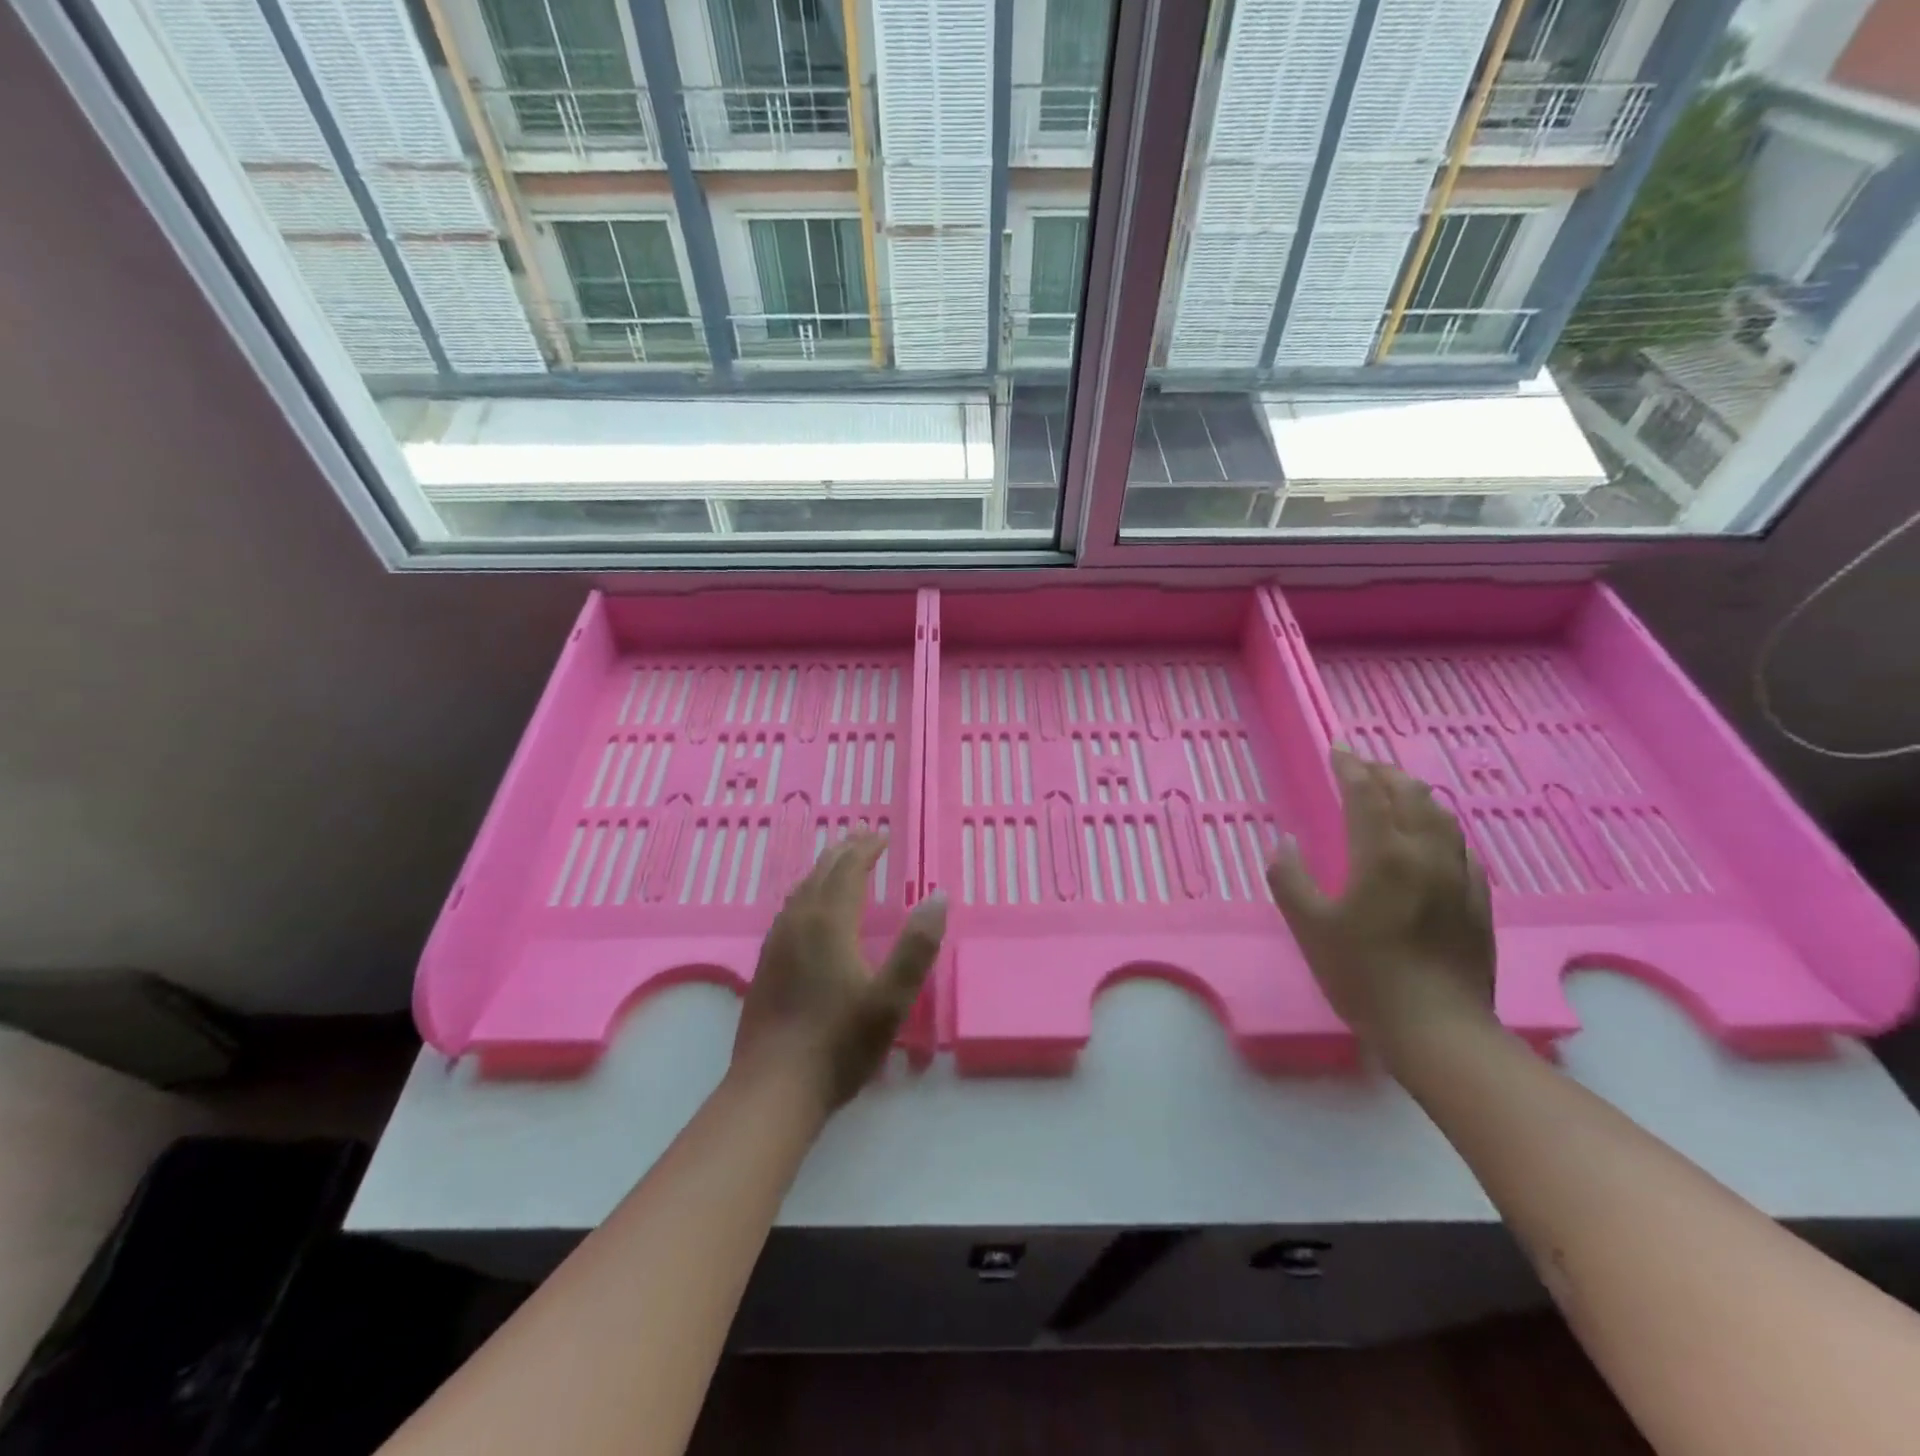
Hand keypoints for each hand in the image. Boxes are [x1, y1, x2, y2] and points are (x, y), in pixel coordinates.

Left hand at [732, 832, 946, 1115]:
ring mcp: (776, 943)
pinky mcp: (765, 965)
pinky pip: (789, 910)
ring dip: (823, 869)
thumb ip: (917, 946)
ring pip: (801, 890)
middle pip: (821, 873)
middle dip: (844, 851)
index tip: (883, 835)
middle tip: (864, 836)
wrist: (773, 1089)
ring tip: (839, 863)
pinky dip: (807, 893)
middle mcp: (798, 923)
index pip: (848, 869)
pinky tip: (808, 910)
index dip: (866, 849)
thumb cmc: (839, 1043)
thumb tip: (938, 895)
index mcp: (829, 923)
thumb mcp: (892, 999)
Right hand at [1266, 748, 1495, 1049]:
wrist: (1437, 1029)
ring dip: (1416, 795)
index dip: (1350, 767)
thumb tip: (1285, 843)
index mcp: (1382, 855)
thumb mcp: (1309, 927)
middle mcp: (1425, 854)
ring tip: (1397, 791)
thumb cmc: (1363, 975)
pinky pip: (1462, 847)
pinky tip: (1436, 838)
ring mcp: (1459, 877)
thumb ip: (1290, 878)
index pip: (1366, 794)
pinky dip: (1442, 828)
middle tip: (1363, 767)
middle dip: (1385, 773)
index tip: (1337, 749)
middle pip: (1411, 795)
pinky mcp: (1478, 901)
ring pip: (1442, 817)